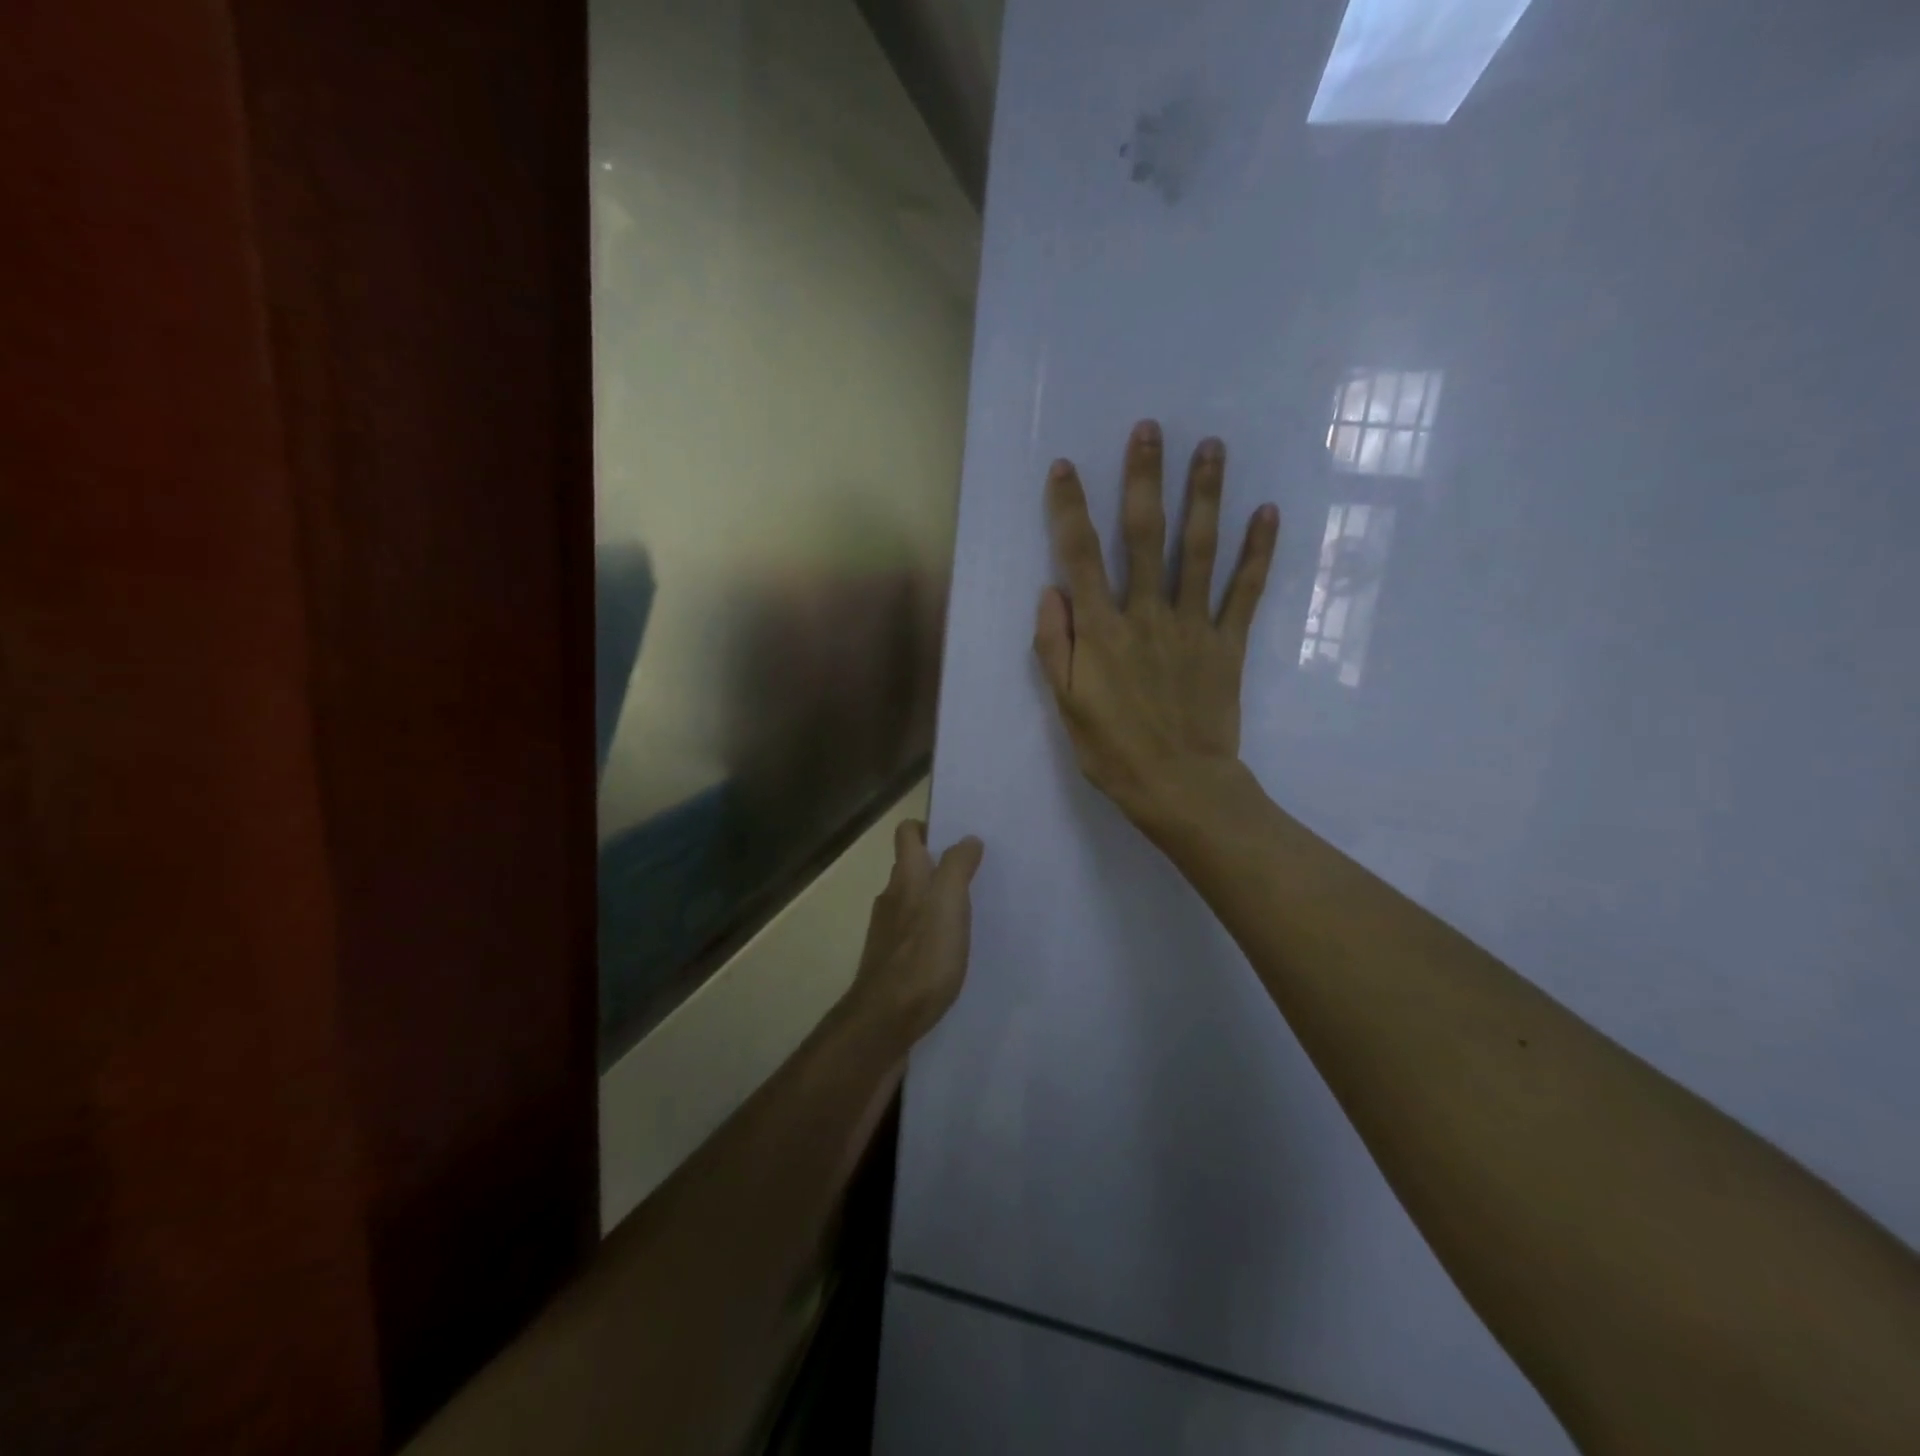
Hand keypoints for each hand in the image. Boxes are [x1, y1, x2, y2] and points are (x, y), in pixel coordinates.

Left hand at [851, 820, 984, 1039]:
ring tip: (970, 912)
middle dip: (938, 865)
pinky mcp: (891, 963)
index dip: (927, 827)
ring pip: (913, 902)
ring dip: (936, 901)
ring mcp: (888, 933)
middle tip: (974, 873)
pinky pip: (914, 935)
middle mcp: (891, 899)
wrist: (885, 1021)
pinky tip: (953, 950)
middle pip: (911, 869)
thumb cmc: (922, 957)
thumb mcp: (948, 904)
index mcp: (906, 879)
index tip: (956, 835)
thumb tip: (967, 839)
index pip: (907, 834)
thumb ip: (957, 868)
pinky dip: (932, 933)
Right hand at [1033, 419, 1278, 832]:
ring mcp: (1193, 626)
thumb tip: (1049, 590)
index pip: (1080, 557)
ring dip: (1205, 497)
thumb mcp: (1066, 706)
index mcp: (1101, 631)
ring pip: (1198, 550)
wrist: (1180, 787)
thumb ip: (1053, 646)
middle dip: (1144, 479)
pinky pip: (1245, 592)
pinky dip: (1258, 552)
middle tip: (1151, 429)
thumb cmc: (1113, 751)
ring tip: (1212, 448)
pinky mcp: (1228, 644)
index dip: (1070, 509)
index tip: (1066, 467)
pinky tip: (1267, 513)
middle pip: (1145, 536)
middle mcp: (1147, 615)